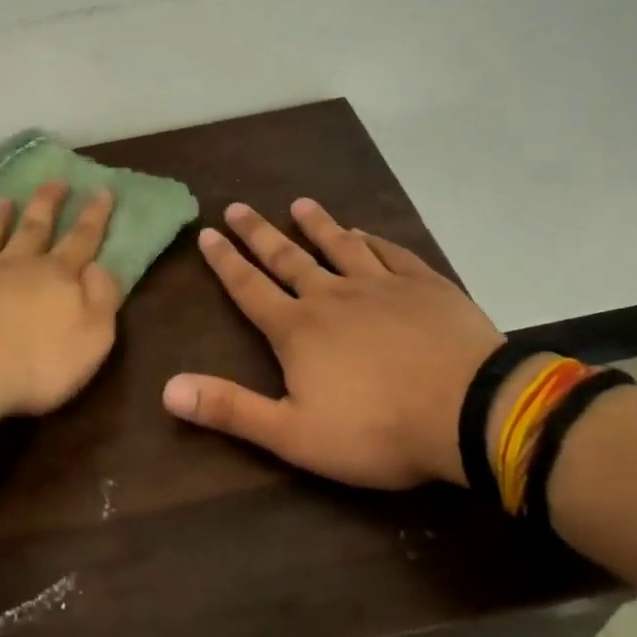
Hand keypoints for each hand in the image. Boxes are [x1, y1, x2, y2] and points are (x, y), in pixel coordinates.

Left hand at [0, 183, 121, 419]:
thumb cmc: (38, 363)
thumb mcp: (93, 336)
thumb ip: (102, 298)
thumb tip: (100, 267)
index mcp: (56, 275)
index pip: (82, 239)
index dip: (95, 215)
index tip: (102, 189)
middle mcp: (15, 267)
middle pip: (34, 228)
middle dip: (48, 203)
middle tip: (55, 181)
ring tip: (2, 200)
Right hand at [161, 199, 502, 488]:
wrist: (468, 412)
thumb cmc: (376, 430)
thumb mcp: (292, 434)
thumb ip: (230, 409)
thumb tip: (168, 389)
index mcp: (298, 330)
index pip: (250, 288)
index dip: (226, 262)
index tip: (208, 234)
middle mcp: (332, 296)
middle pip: (288, 258)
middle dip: (259, 233)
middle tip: (238, 206)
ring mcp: (381, 286)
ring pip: (340, 245)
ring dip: (317, 224)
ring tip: (300, 203)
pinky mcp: (424, 285)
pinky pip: (391, 253)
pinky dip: (373, 240)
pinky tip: (365, 232)